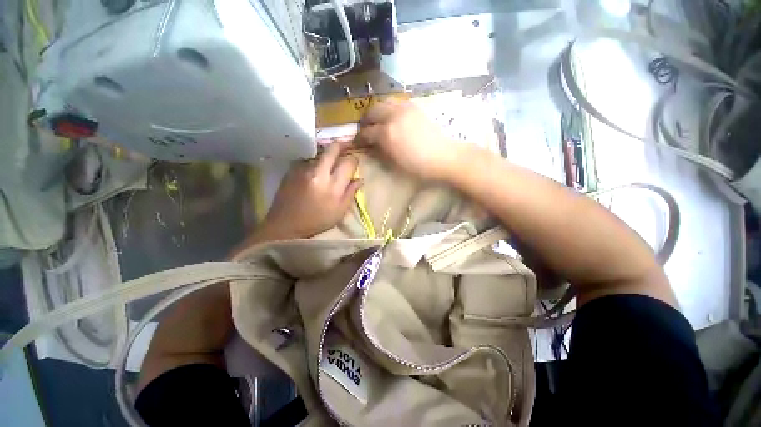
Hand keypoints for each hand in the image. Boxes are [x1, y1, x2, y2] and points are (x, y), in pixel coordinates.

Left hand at [261, 141, 361, 239]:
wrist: (286, 225)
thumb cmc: (317, 221)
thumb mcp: (339, 211)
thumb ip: (351, 193)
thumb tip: (360, 180)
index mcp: (333, 186)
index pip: (348, 163)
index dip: (354, 161)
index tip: (354, 163)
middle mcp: (318, 173)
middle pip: (332, 149)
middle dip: (342, 144)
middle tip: (347, 145)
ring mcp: (304, 170)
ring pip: (320, 154)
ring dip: (328, 156)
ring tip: (331, 161)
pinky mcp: (293, 170)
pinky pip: (309, 161)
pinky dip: (316, 162)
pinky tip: (316, 171)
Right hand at [357, 101, 459, 180]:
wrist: (443, 157)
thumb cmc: (418, 166)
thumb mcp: (394, 162)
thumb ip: (379, 151)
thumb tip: (370, 145)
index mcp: (387, 133)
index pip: (366, 132)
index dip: (359, 138)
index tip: (357, 142)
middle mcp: (393, 116)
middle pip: (372, 111)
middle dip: (366, 121)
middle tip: (366, 130)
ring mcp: (404, 109)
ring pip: (383, 103)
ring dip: (377, 112)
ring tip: (378, 122)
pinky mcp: (414, 107)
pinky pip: (396, 103)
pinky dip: (389, 109)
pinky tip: (392, 118)